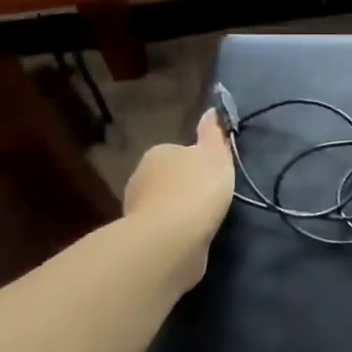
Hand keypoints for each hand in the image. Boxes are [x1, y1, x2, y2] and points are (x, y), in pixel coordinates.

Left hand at [121, 110, 236, 291]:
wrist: (171, 240)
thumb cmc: (196, 189)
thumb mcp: (214, 155)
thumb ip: (212, 133)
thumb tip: (211, 111)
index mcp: (158, 153)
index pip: (179, 151)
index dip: (198, 162)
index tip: (214, 174)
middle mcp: (141, 177)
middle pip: (169, 177)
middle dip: (186, 186)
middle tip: (211, 198)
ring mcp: (137, 208)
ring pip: (164, 203)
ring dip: (179, 210)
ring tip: (204, 221)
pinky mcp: (141, 237)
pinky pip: (163, 228)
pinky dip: (175, 231)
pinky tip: (191, 238)